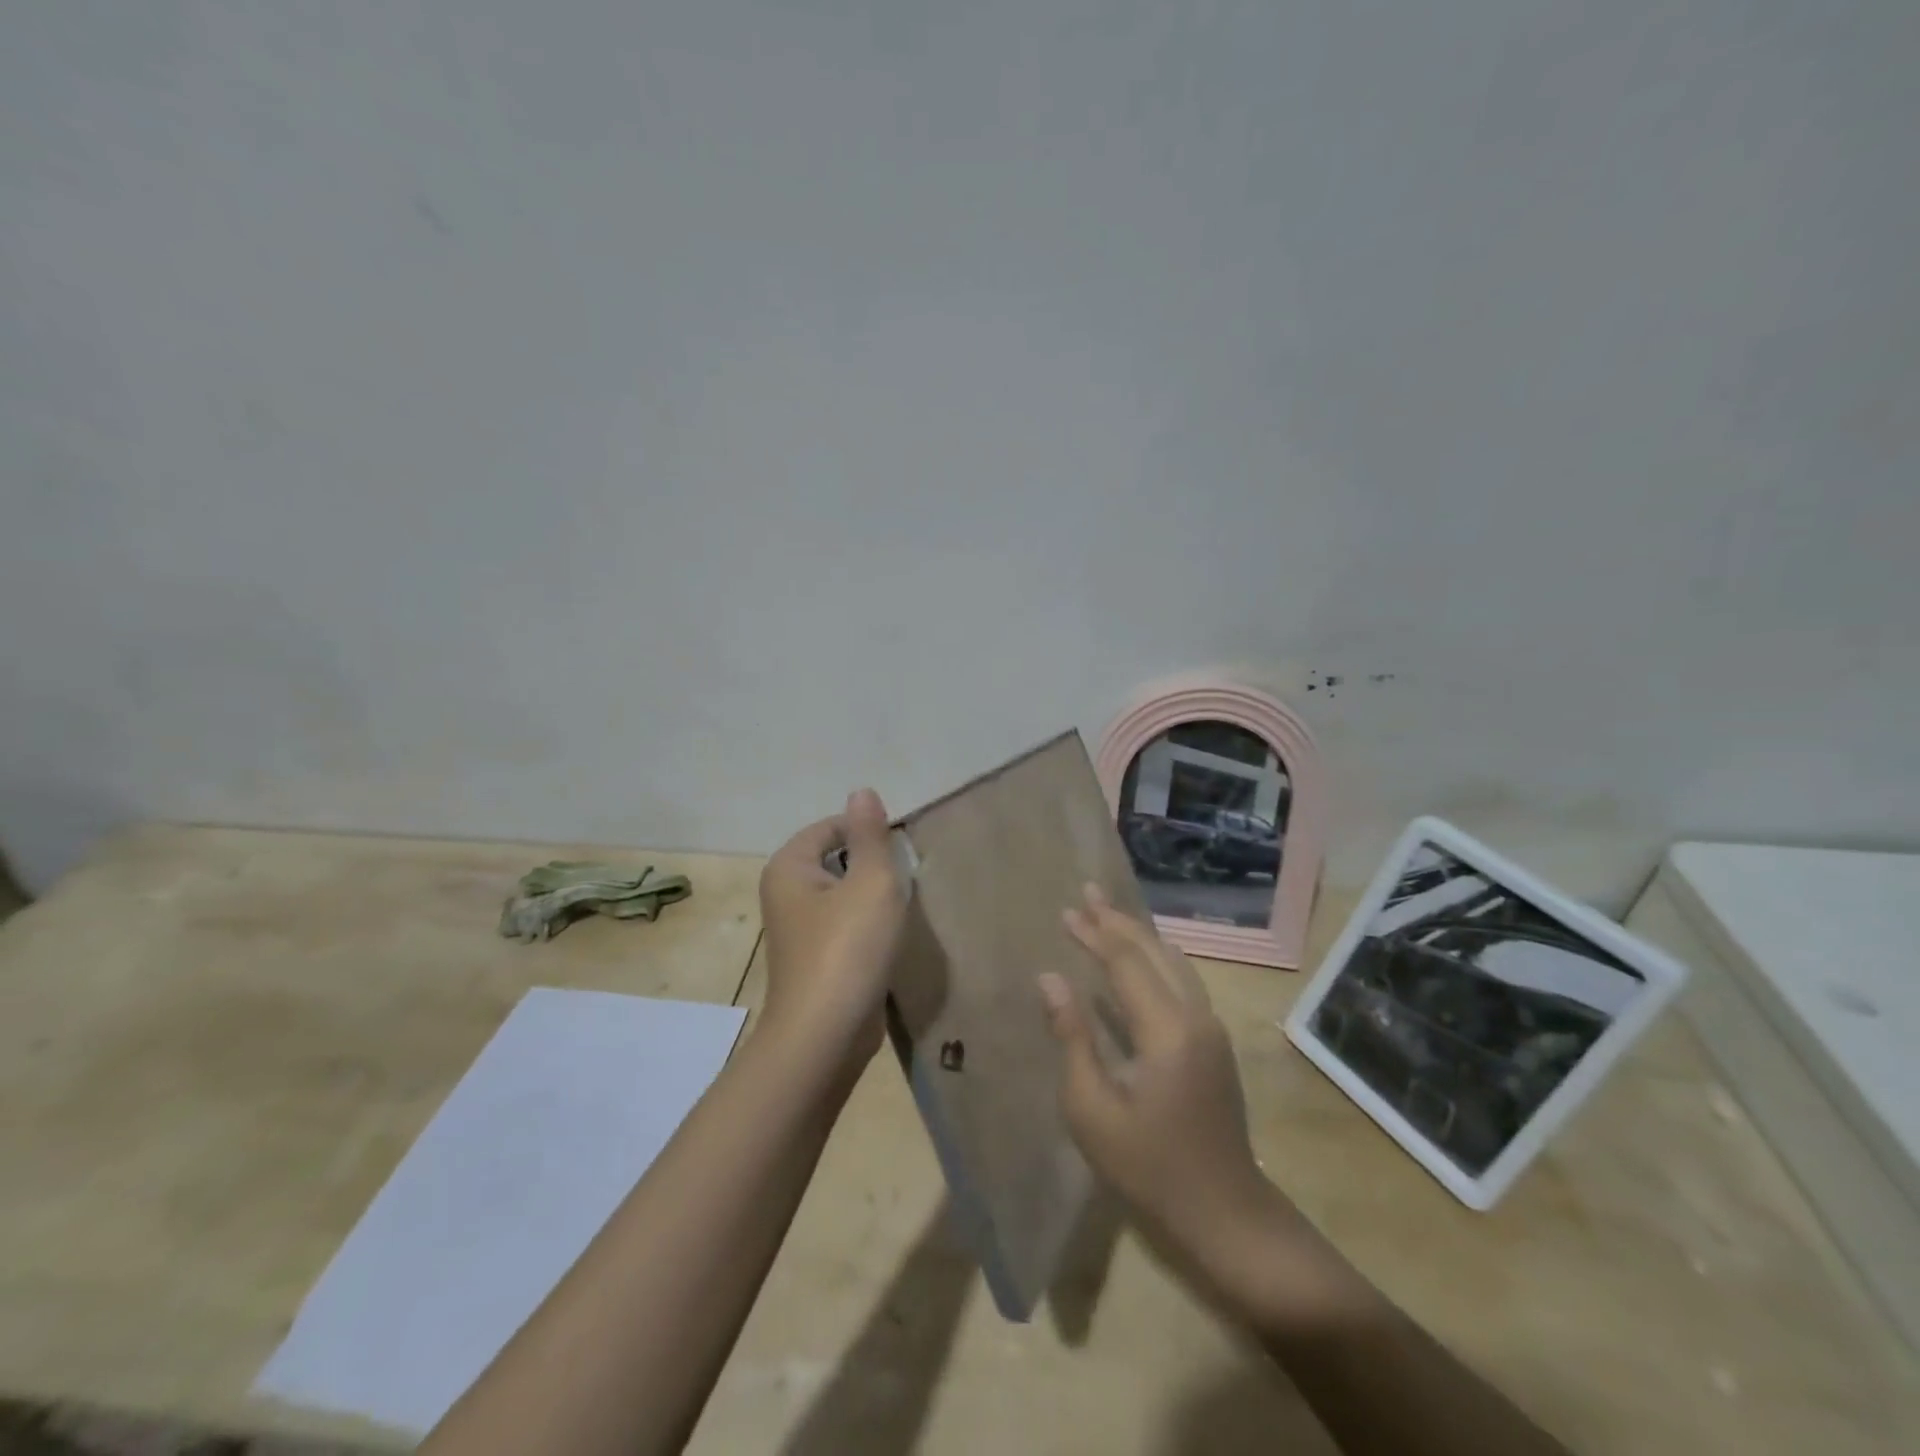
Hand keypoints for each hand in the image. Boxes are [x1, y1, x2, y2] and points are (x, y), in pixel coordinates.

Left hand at [757, 789, 907, 1069]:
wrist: (825, 1036)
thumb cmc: (848, 949)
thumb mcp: (871, 882)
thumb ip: (870, 834)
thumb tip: (862, 791)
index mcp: (789, 866)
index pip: (832, 827)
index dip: (869, 834)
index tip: (900, 856)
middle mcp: (784, 892)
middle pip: (836, 858)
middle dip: (871, 866)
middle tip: (901, 882)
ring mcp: (796, 929)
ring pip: (842, 894)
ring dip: (871, 898)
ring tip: (897, 911)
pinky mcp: (813, 958)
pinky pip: (842, 925)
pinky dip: (864, 926)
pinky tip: (885, 940)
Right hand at [1039, 885, 1305, 1309]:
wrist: (1226, 1214)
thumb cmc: (1149, 1167)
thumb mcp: (1092, 1109)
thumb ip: (1073, 1037)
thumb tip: (1050, 979)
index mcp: (1166, 1030)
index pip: (1125, 963)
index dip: (1094, 934)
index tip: (1066, 911)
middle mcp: (1196, 1016)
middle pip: (1154, 952)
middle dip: (1118, 921)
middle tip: (1088, 892)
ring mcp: (1211, 1028)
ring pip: (1174, 963)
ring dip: (1140, 935)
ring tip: (1109, 915)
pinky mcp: (1215, 1042)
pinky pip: (1183, 981)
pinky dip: (1156, 958)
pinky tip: (1140, 959)